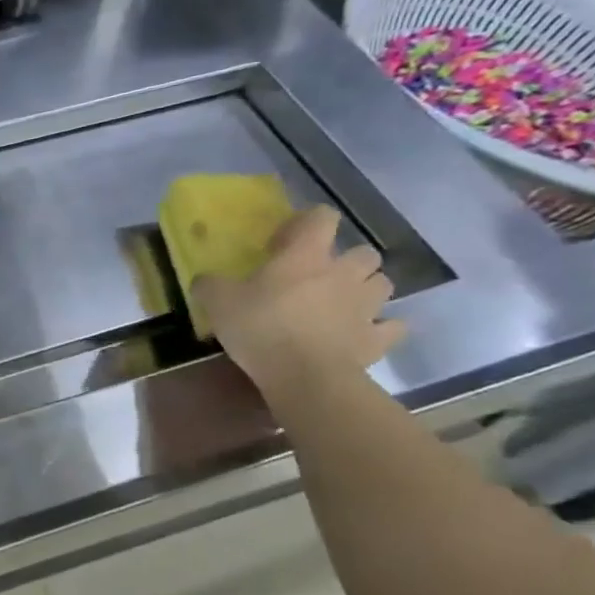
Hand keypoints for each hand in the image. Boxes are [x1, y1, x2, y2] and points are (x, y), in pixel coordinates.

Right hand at [192, 205, 404, 394]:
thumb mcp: (218, 302)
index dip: (306, 223)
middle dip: (346, 261)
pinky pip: (390, 327)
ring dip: (365, 289)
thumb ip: (210, 285)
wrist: (306, 377)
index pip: (322, 217)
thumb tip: (203, 280)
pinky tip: (361, 334)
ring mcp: (367, 306)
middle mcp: (344, 272)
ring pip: (382, 284)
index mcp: (307, 255)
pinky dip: (379, 328)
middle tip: (318, 278)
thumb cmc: (261, 328)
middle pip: (363, 252)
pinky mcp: (378, 338)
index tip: (283, 243)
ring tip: (342, 304)